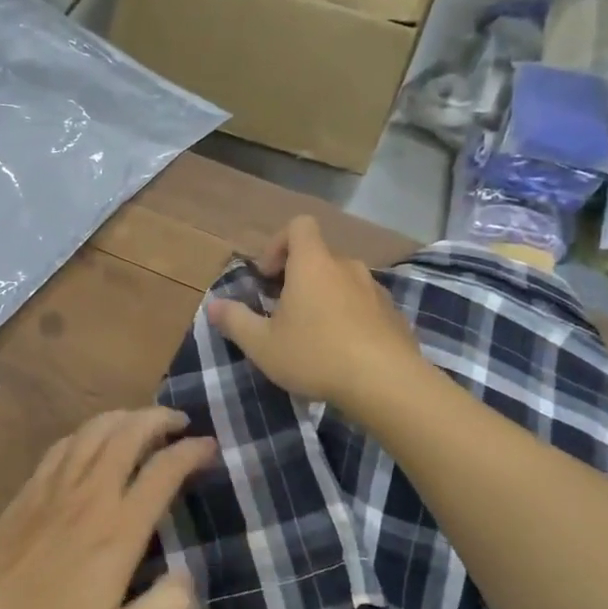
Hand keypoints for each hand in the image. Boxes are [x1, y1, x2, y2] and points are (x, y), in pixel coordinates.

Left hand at [0, 408, 211, 608]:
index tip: (209, 447)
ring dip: (126, 417)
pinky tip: (94, 440)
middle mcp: (90, 495)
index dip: (192, 451)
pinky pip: (65, 443)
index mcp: (117, 530)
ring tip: (144, 422)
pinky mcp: (29, 490)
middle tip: (181, 424)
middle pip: (129, 432)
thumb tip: (188, 575)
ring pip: (96, 429)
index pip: (163, 470)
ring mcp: (54, 487)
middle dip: (160, 419)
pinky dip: (90, 430)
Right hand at [206, 215, 423, 409]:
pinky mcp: (394, 315)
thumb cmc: (316, 355)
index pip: (299, 225)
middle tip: (284, 313)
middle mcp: (346, 267)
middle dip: (299, 278)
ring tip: (314, 336)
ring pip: (343, 283)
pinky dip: (350, 318)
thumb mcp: (263, 344)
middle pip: (319, 257)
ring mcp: (375, 290)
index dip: (279, 243)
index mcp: (313, 264)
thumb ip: (235, 321)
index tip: (268, 276)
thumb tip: (213, 305)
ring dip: (325, 299)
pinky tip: (344, 352)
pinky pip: (365, 306)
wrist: (386, 383)